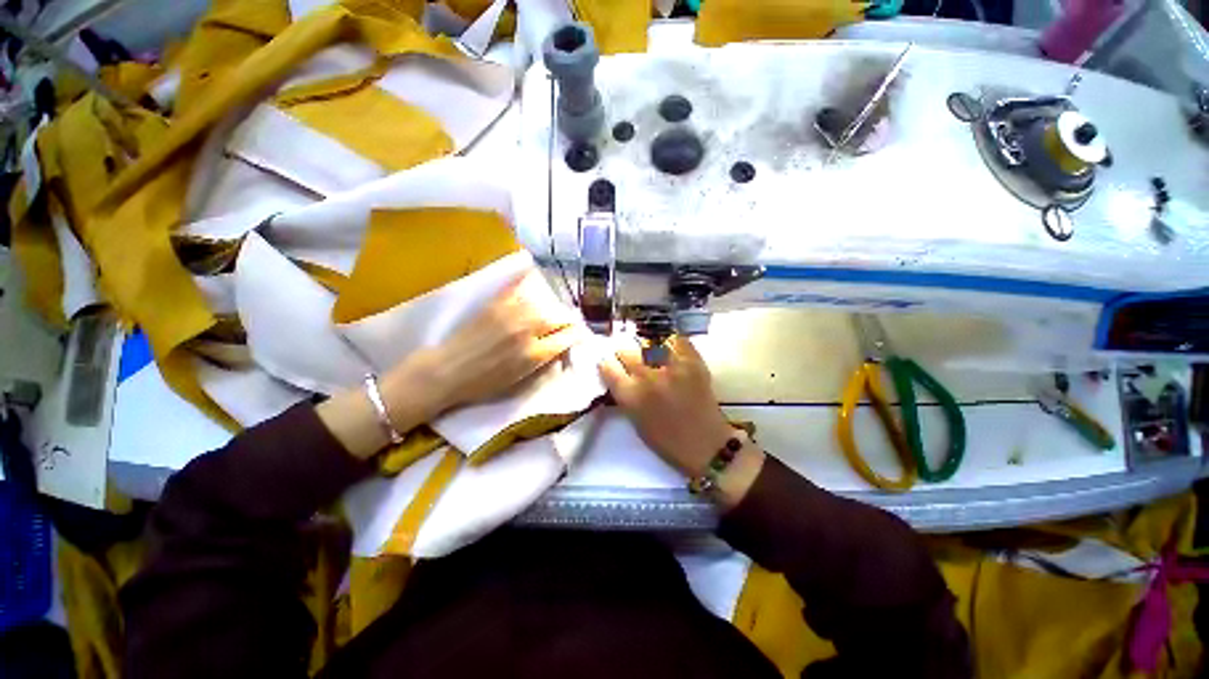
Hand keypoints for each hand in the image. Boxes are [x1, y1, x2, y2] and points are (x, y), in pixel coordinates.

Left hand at [381, 270, 583, 421]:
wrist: (447, 372)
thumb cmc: (484, 384)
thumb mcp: (520, 381)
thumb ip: (543, 362)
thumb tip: (560, 348)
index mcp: (535, 354)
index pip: (568, 337)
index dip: (577, 335)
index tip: (578, 334)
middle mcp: (528, 331)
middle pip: (560, 317)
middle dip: (568, 321)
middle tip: (567, 323)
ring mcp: (512, 314)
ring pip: (544, 302)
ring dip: (551, 307)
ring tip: (550, 310)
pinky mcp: (496, 304)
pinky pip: (518, 287)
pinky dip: (527, 280)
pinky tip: (532, 275)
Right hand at [598, 336, 763, 507]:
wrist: (706, 444)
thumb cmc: (666, 440)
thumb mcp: (635, 420)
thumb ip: (624, 394)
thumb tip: (617, 373)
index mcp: (630, 395)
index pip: (607, 367)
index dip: (607, 366)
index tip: (611, 366)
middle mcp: (647, 377)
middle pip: (626, 352)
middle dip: (625, 357)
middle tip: (631, 362)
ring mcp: (671, 367)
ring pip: (648, 343)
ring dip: (646, 350)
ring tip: (651, 356)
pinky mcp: (692, 362)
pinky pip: (676, 340)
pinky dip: (671, 343)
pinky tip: (670, 350)